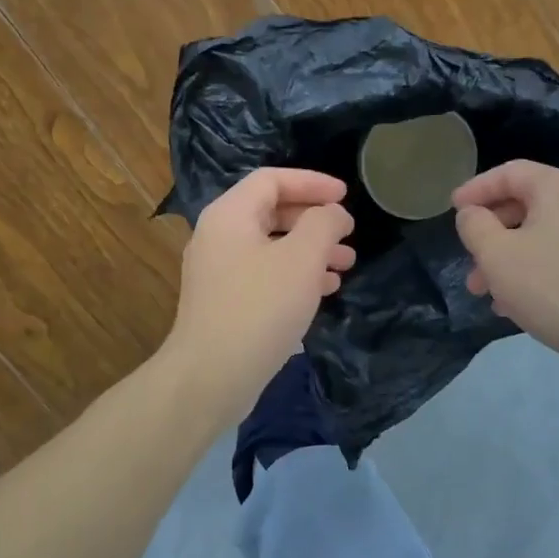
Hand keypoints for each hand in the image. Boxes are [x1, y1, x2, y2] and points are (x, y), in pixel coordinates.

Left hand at [164, 168, 355, 420]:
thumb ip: (323, 224)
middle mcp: (218, 236)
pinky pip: (265, 274)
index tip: (345, 195)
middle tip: (348, 233)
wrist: (210, 378)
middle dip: (314, 220)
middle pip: (271, 211)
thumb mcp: (301, 259)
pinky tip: (324, 290)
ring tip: (346, 265)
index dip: (311, 182)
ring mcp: (218, 271)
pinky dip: (295, 274)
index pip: (272, 179)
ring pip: (271, 246)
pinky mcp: (224, 302)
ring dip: (310, 250)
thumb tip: (332, 213)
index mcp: (229, 215)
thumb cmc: (259, 308)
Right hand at [453, 160, 558, 389]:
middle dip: (488, 232)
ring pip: (536, 235)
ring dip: (504, 257)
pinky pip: (554, 256)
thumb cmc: (550, 286)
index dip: (476, 188)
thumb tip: (472, 214)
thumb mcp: (496, 254)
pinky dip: (528, 270)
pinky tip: (510, 303)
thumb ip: (474, 226)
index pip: (509, 173)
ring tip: (482, 290)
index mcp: (557, 189)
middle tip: (466, 258)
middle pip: (522, 204)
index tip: (452, 209)